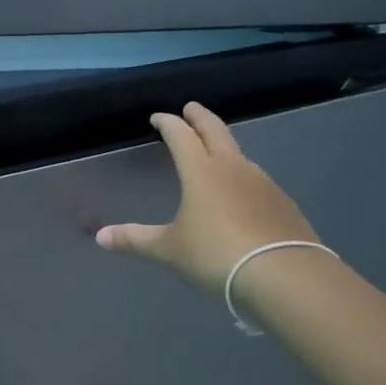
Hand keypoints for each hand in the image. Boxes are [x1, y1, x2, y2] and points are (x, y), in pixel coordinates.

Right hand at [95, 101, 319, 293]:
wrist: (285, 276)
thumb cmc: (216, 255)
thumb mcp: (169, 250)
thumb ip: (135, 240)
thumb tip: (100, 236)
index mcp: (201, 171)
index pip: (181, 136)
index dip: (168, 123)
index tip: (158, 118)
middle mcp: (232, 168)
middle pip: (215, 131)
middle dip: (200, 117)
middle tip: (191, 108)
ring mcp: (262, 183)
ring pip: (239, 153)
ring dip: (223, 145)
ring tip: (214, 150)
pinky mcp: (282, 203)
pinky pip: (256, 178)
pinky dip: (242, 174)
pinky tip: (241, 191)